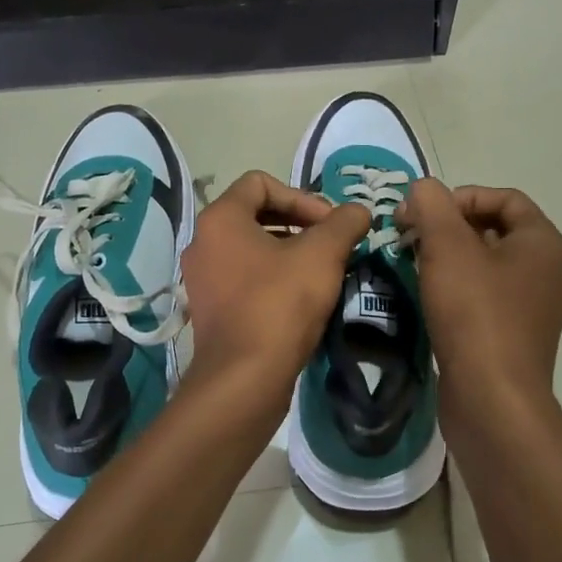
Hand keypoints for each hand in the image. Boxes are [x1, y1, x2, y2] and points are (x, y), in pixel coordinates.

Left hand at [181, 171, 370, 405]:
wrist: (244, 379)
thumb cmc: (280, 304)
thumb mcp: (322, 255)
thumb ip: (344, 223)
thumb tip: (359, 211)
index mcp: (220, 219)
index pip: (260, 182)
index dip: (301, 195)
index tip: (329, 223)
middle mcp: (203, 242)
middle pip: (255, 214)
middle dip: (299, 223)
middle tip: (331, 244)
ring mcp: (203, 278)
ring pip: (252, 248)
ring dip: (290, 251)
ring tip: (322, 271)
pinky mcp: (210, 309)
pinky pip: (245, 277)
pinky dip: (274, 277)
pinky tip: (303, 298)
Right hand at [396, 180, 561, 416]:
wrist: (493, 400)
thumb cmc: (475, 314)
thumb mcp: (447, 247)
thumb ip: (432, 205)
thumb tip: (423, 189)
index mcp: (543, 244)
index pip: (505, 198)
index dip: (462, 196)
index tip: (424, 212)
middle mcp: (547, 272)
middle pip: (495, 230)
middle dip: (449, 227)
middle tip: (412, 236)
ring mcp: (533, 309)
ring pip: (487, 266)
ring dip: (449, 258)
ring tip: (414, 264)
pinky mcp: (514, 339)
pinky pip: (485, 298)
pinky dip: (457, 289)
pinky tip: (428, 298)